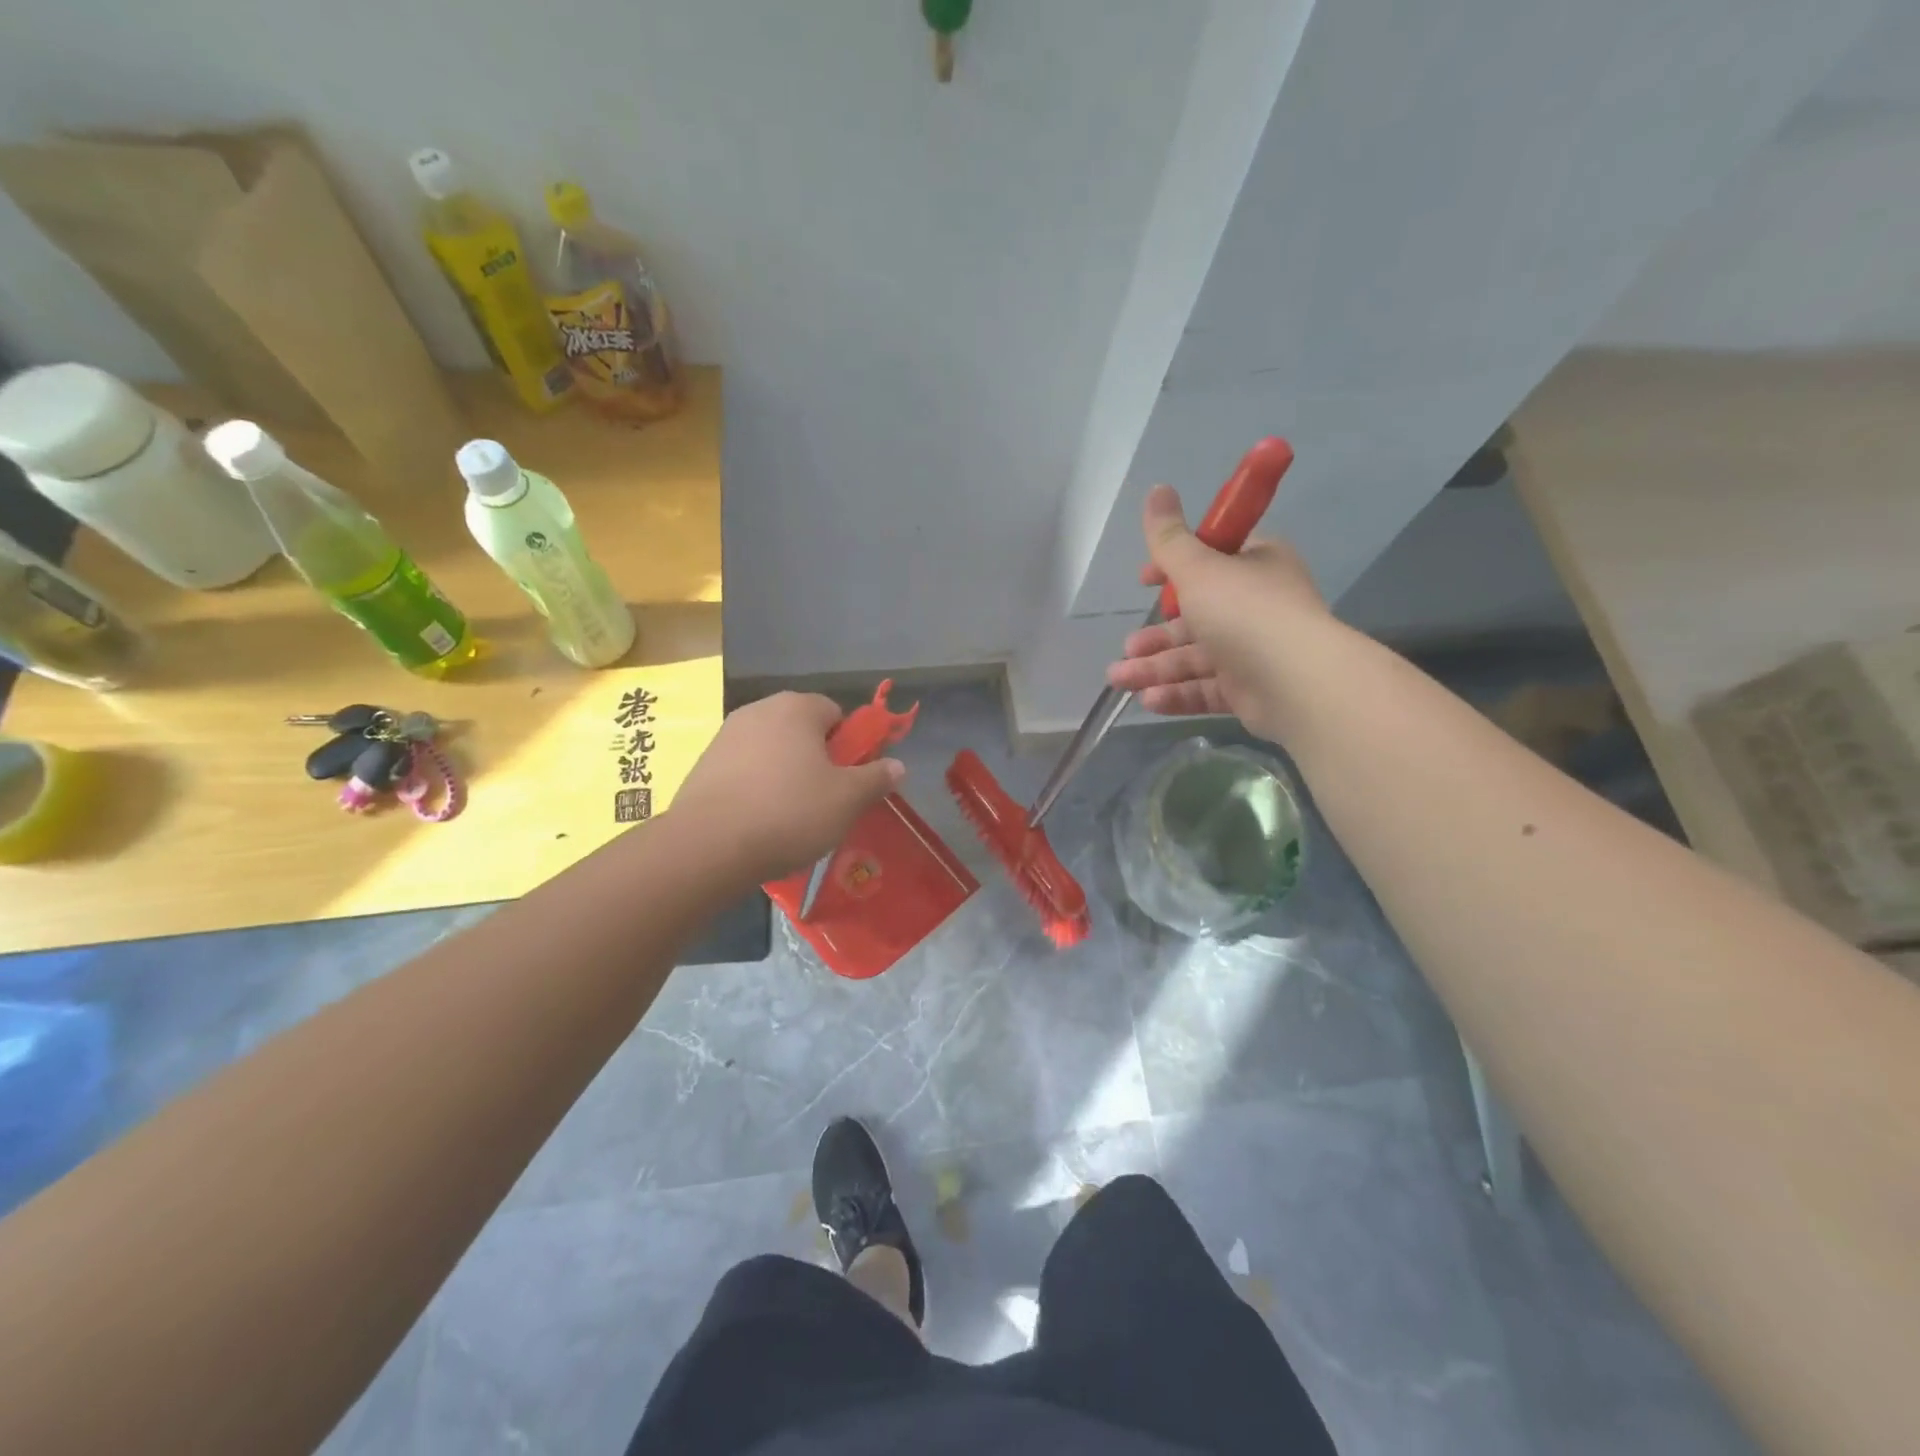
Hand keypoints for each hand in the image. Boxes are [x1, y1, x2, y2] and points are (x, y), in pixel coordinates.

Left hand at [669, 693, 904, 883]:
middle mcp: (759, 710)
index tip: (849, 779)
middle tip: (824, 800)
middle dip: (817, 760)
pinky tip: (758, 821)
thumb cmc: (789, 813)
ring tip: (789, 817)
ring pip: (772, 751)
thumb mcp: (847, 800)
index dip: (849, 746)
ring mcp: (726, 735)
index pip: (836, 713)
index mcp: (797, 708)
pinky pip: (744, 770)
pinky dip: (756, 788)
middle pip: (802, 730)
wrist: (708, 846)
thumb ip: (876, 778)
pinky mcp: (704, 764)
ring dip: (785, 774)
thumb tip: (898, 766)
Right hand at [1104, 483, 1331, 742]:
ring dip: (1154, 668)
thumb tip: (1156, 489)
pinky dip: (1177, 694)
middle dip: (1155, 636)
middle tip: (1127, 648)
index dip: (1172, 570)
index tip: (1143, 581)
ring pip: (1195, 658)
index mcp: (1254, 567)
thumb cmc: (1245, 613)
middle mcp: (1255, 607)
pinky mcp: (1249, 691)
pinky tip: (1148, 700)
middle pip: (1195, 617)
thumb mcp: (1199, 568)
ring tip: (1120, 679)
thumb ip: (1170, 538)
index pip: (1210, 560)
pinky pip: (1206, 689)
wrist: (1297, 683)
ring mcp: (1254, 652)